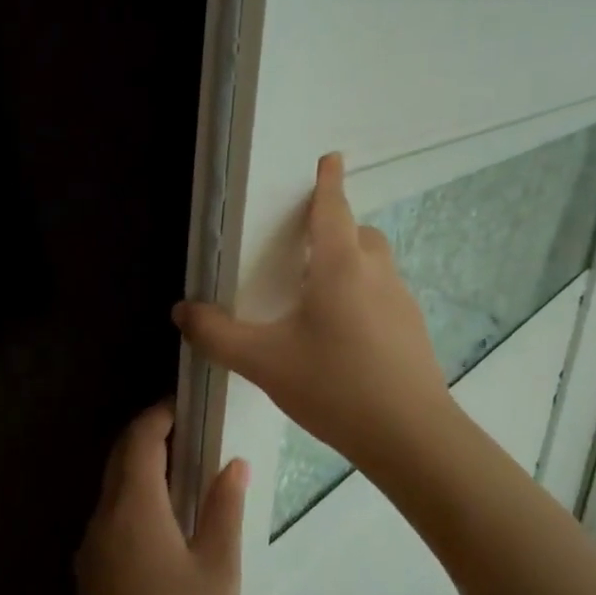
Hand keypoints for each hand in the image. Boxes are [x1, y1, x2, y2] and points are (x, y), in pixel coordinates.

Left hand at [74, 403, 246, 594]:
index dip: (160, 415)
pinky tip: (163, 519)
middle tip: (189, 431)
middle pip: (120, 457)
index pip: (140, 439)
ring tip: (182, 470)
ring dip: (140, 467)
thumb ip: (224, 508)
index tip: (187, 405)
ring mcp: (91, 548)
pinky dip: (133, 497)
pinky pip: (109, 515)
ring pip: (111, 487)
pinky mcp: (90, 574)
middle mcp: (103, 518)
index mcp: (133, 508)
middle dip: (149, 435)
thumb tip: (233, 464)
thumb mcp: (218, 567)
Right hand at [174, 152, 453, 471]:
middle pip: (359, 233)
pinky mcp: (413, 331)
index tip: (332, 158)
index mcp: (340, 266)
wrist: (410, 437)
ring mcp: (401, 302)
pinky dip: (364, 295)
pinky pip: (385, 295)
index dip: (329, 182)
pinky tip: (344, 335)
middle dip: (337, 227)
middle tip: (308, 245)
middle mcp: (376, 274)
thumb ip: (217, 335)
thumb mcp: (264, 362)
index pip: (334, 209)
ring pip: (375, 264)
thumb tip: (182, 311)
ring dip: (352, 263)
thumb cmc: (334, 386)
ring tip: (320, 294)